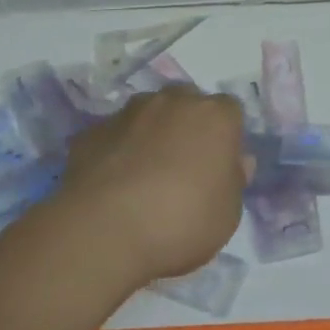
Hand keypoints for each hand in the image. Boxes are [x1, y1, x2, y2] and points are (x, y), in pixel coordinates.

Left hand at [55, 86, 247, 289]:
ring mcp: (130, 111)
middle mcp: (175, 100)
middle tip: (183, 168)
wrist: (105, 229)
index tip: (219, 167)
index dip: (225, 137)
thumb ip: (234, 181)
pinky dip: (117, 151)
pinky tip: (112, 185)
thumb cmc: (181, 221)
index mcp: (215, 116)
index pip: (230, 111)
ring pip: (148, 113)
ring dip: (150, 133)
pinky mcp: (94, 130)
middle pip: (188, 103)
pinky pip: (115, 136)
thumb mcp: (227, 215)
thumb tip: (236, 162)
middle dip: (187, 127)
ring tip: (143, 176)